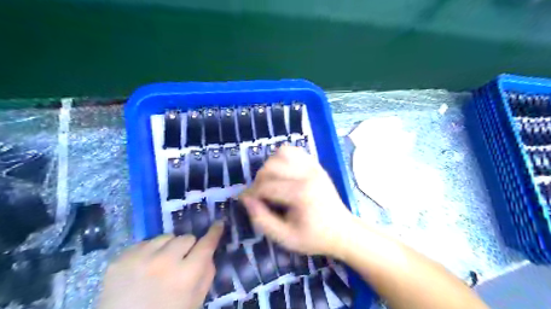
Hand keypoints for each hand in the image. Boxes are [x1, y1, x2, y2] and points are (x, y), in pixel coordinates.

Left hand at [98, 223, 222, 308]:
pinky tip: (144, 267)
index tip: (219, 223)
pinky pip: (144, 243)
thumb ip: (207, 273)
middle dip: (188, 247)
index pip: (206, 244)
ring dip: (168, 247)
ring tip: (161, 263)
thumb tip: (208, 251)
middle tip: (182, 260)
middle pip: (186, 237)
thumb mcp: (195, 300)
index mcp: (186, 276)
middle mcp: (164, 262)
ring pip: (165, 237)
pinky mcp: (120, 259)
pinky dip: (149, 251)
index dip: (214, 232)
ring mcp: (140, 259)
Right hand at [242, 146, 351, 256]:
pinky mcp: (316, 165)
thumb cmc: (314, 237)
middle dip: (259, 180)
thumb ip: (262, 219)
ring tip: (271, 182)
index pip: (266, 186)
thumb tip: (246, 199)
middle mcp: (307, 174)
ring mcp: (313, 166)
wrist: (342, 231)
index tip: (244, 201)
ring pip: (281, 153)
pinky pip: (294, 151)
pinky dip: (283, 158)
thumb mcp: (285, 238)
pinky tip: (283, 173)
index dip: (250, 193)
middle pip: (271, 166)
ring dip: (270, 166)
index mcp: (301, 193)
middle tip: (259, 194)